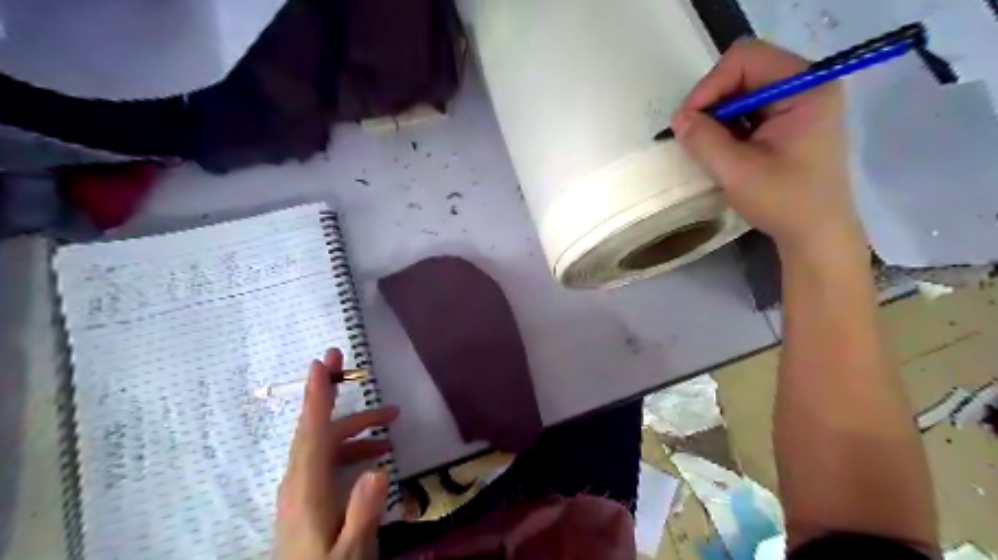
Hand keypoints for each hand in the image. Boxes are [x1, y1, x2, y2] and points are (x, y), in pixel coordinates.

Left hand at [273, 347, 399, 556]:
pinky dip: (352, 448)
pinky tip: (377, 455)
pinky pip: (327, 459)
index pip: (312, 434)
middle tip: (341, 359)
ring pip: (325, 443)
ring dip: (356, 426)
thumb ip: (363, 512)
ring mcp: (300, 489)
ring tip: (392, 418)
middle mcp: (298, 482)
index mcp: (307, 491)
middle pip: (315, 428)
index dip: (317, 397)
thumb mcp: (351, 552)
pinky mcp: (306, 496)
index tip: (320, 364)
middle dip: (329, 392)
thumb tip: (379, 469)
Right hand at [674, 39, 861, 256]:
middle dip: (711, 101)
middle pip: (743, 70)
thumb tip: (678, 118)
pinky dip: (726, 126)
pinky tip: (721, 150)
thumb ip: (704, 140)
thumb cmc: (785, 202)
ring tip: (706, 146)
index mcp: (806, 87)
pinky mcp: (787, 121)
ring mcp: (797, 103)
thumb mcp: (738, 172)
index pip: (747, 59)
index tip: (688, 120)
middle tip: (693, 135)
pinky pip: (747, 110)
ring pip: (741, 91)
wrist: (815, 234)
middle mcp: (805, 85)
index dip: (710, 85)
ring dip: (717, 116)